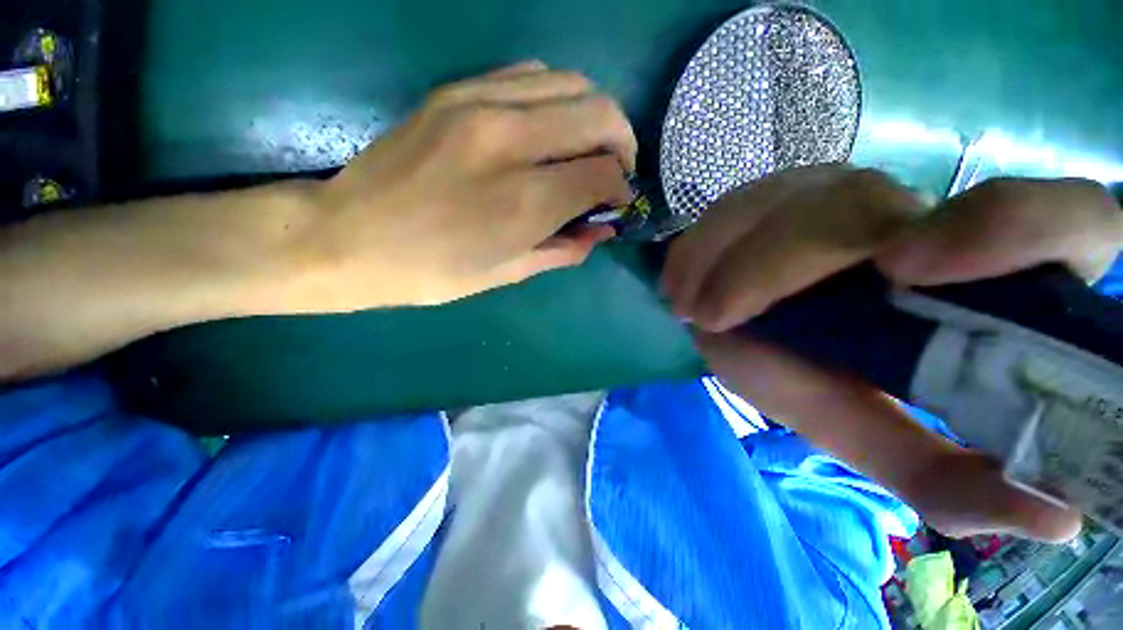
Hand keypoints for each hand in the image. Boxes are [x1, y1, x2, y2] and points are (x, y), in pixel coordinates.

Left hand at [302, 61, 635, 308]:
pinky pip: (531, 76)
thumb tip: (600, 231)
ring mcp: (480, 105)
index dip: (621, 188)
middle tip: (614, 171)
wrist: (347, 238)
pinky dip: (557, 98)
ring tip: (585, 148)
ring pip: (571, 83)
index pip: (603, 174)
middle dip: (622, 143)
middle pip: (600, 114)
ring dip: (593, 116)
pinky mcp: (456, 91)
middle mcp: (511, 141)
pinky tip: (548, 128)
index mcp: (525, 201)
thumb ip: (563, 249)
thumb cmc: (432, 272)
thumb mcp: (507, 274)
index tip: (617, 202)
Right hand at [663, 167, 1121, 540]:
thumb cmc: (806, 379)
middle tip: (714, 319)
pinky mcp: (777, 192)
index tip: (906, 271)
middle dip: (777, 264)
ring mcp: (835, 193)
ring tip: (688, 307)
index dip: (1011, 226)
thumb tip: (1053, 519)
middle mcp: (912, 218)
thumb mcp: (869, 432)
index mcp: (975, 277)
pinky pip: (737, 204)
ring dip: (725, 257)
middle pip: (862, 207)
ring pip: (787, 200)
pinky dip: (701, 245)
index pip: (1067, 218)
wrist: (742, 325)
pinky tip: (680, 281)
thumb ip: (942, 474)